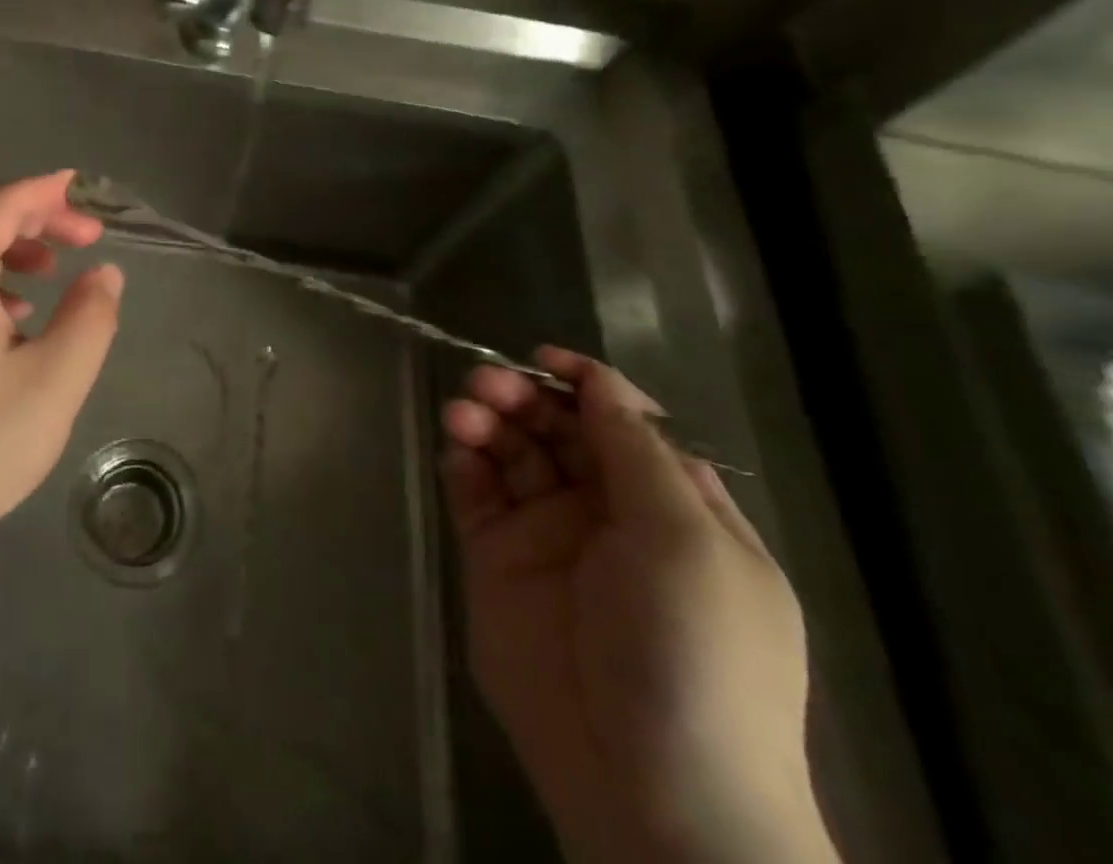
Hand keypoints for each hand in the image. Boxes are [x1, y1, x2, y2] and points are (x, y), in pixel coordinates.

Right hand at [440, 347, 835, 863]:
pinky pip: (475, 494)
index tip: (542, 359)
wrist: (649, 791)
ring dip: (487, 422)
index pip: (623, 423)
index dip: (585, 384)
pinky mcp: (497, 561)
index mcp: (670, 507)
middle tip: (486, 384)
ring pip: (511, 454)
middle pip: (557, 429)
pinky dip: (463, 463)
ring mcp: (548, 537)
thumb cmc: (692, 653)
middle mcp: (607, 512)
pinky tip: (457, 451)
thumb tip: (600, 379)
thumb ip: (635, 452)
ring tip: (464, 413)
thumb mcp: (686, 541)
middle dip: (523, 397)